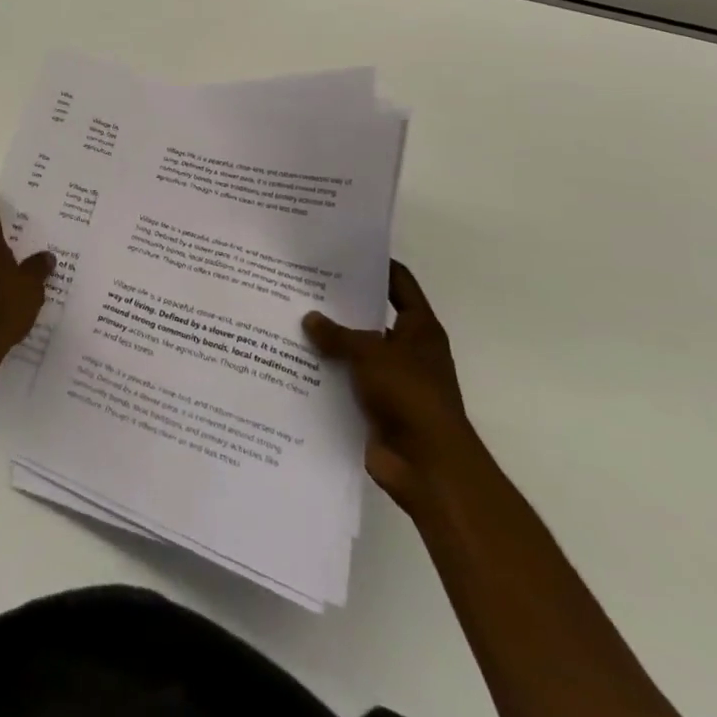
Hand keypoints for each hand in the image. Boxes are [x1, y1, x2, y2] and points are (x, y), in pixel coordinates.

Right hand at [304, 261, 481, 518]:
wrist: (428, 467)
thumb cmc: (409, 396)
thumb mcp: (370, 353)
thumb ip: (338, 334)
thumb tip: (310, 318)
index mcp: (419, 329)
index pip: (398, 283)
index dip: (374, 264)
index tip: (341, 249)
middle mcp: (407, 350)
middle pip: (370, 316)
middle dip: (339, 304)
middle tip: (301, 283)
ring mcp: (391, 380)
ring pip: (354, 351)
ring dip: (328, 341)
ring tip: (288, 319)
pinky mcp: (375, 407)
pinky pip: (345, 382)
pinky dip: (325, 374)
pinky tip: (292, 361)